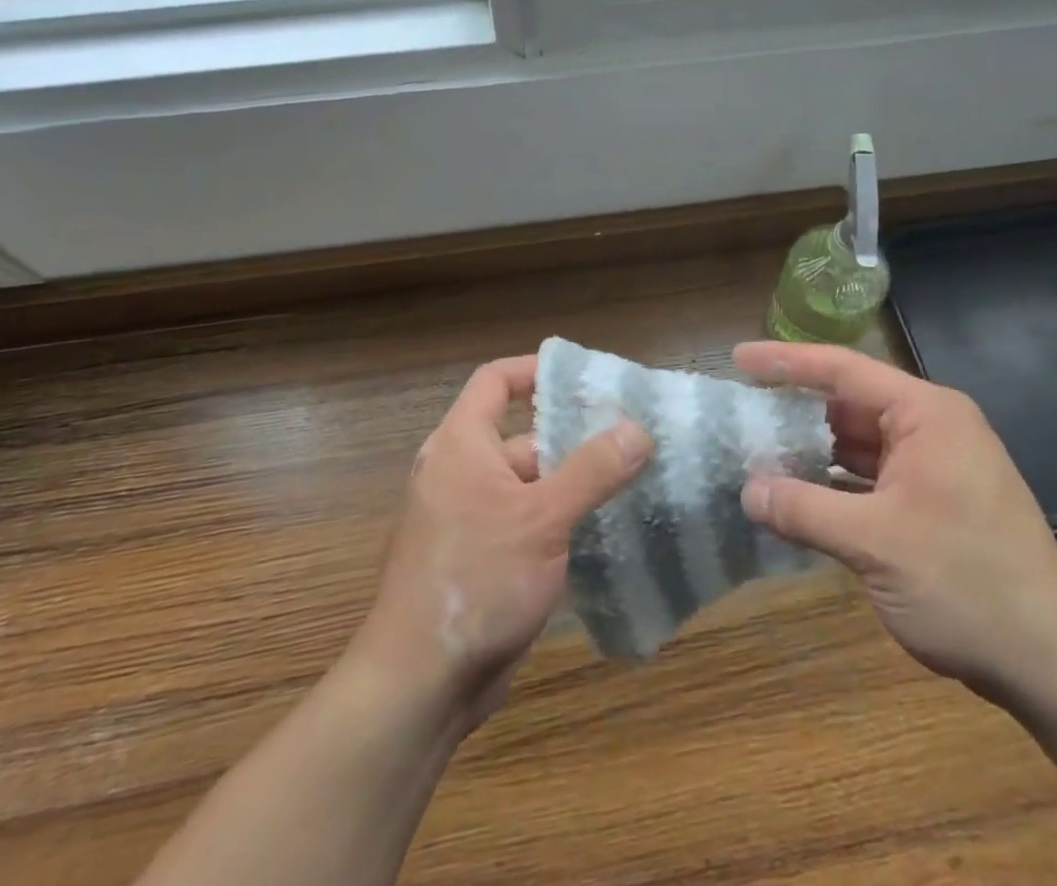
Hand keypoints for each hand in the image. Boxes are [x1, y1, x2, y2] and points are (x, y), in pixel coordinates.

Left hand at [351, 355, 652, 730]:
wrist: (419, 685)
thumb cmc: (476, 580)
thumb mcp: (542, 519)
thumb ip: (592, 471)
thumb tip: (637, 428)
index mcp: (461, 444)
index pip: (496, 381)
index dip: (536, 371)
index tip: (584, 379)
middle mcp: (460, 472)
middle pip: (522, 435)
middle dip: (572, 437)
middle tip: (630, 437)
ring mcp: (469, 518)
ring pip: (530, 484)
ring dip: (573, 484)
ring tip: (631, 482)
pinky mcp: (481, 558)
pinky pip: (526, 521)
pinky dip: (560, 520)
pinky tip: (605, 531)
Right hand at [734, 342, 1056, 705]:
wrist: (1052, 662)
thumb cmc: (966, 585)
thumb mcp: (873, 544)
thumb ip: (803, 509)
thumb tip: (747, 490)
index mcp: (925, 414)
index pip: (843, 369)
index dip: (786, 361)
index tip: (738, 358)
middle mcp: (933, 426)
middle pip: (850, 401)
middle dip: (796, 408)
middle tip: (743, 410)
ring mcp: (937, 463)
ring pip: (860, 440)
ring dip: (814, 448)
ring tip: (760, 451)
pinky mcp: (936, 499)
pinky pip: (874, 473)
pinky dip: (837, 479)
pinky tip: (802, 493)